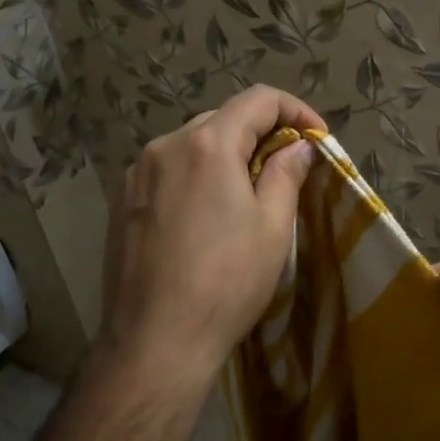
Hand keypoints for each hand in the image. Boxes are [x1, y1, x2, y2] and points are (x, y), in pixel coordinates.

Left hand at [96, 85, 323, 404]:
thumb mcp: (273, 227)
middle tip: (288, 167)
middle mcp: (165, 145)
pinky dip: (196, 175)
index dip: (295, 110)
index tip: (317, 138)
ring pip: (192, 144)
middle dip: (260, 133)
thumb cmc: (226, 282)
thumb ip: (287, 173)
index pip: (258, 99)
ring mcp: (137, 174)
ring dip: (226, 155)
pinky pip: (168, 170)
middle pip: (222, 119)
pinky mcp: (122, 201)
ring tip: (248, 192)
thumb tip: (298, 146)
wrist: (155, 340)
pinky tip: (207, 214)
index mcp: (207, 144)